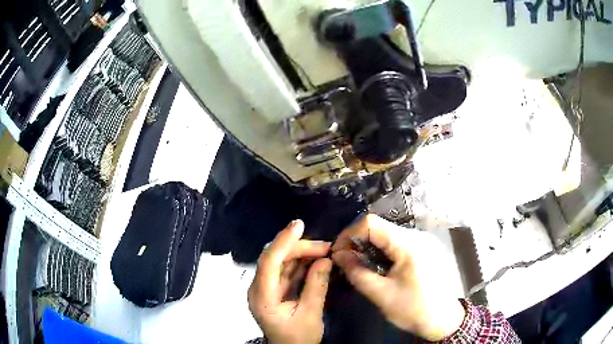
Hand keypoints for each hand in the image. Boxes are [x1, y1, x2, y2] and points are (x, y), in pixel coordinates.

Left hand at [248, 220, 332, 343]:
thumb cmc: (298, 338)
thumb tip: (326, 260)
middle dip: (300, 248)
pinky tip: (317, 260)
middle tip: (327, 247)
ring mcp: (266, 289)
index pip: (268, 262)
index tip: (299, 225)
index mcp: (262, 296)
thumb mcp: (310, 314)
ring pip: (282, 263)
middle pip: (275, 259)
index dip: (283, 241)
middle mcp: (259, 288)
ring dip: (303, 255)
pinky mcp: (275, 290)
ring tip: (326, 251)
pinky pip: (287, 271)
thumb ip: (316, 286)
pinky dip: (302, 264)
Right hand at [332, 214, 465, 340]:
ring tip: (360, 265)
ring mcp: (423, 240)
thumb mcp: (381, 294)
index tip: (338, 253)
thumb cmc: (414, 309)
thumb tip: (338, 255)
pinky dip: (382, 251)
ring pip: (388, 234)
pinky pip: (398, 242)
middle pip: (380, 227)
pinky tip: (378, 267)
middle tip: (346, 261)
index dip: (349, 234)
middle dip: (358, 241)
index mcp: (408, 244)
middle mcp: (417, 235)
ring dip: (370, 247)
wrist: (444, 319)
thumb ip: (357, 272)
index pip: (371, 223)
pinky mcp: (424, 248)